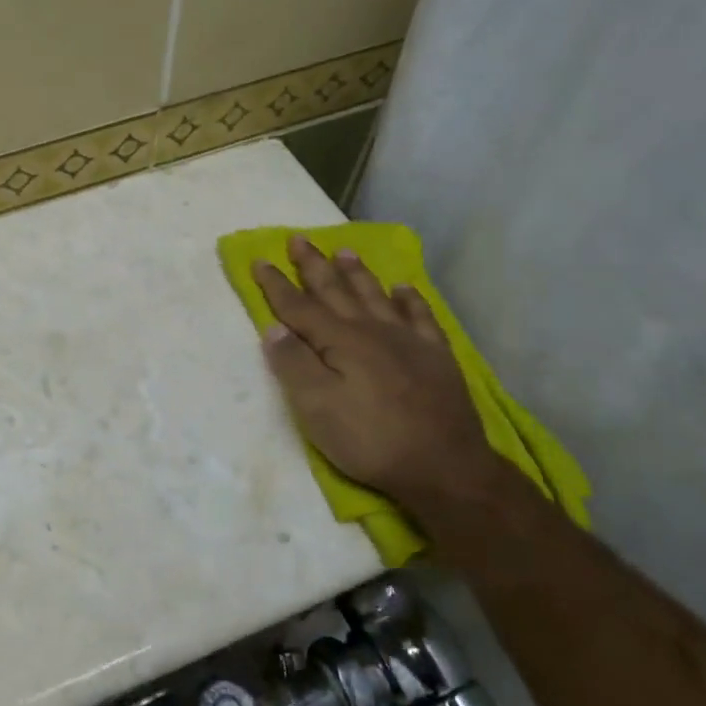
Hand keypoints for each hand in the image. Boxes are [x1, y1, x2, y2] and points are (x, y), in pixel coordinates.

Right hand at [254, 235, 499, 508]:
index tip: (260, 260)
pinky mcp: (436, 357)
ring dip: (357, 273)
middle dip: (314, 265)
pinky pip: (421, 317)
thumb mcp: (317, 408)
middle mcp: (371, 330)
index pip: (298, 307)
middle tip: (299, 239)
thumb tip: (273, 327)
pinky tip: (403, 288)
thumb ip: (293, 364)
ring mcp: (408, 341)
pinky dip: (409, 299)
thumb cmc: (370, 439)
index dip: (276, 284)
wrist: (445, 466)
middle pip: (336, 290)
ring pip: (375, 295)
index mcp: (339, 341)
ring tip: (344, 251)